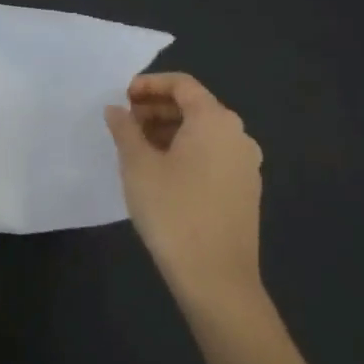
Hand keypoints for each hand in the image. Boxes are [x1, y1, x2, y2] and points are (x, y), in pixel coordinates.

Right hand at [106, 72, 264, 312]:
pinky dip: (186, 151)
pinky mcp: (245, 190)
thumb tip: (117, 110)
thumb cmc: (173, 211)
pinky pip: (213, 155)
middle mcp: (238, 135)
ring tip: (137, 148)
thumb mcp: (137, 165)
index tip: (121, 97)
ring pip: (203, 132)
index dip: (149, 84)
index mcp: (214, 120)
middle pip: (195, 106)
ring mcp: (246, 164)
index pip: (182, 84)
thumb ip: (125, 129)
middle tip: (124, 123)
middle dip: (157, 108)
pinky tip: (161, 173)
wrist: (216, 278)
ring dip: (169, 131)